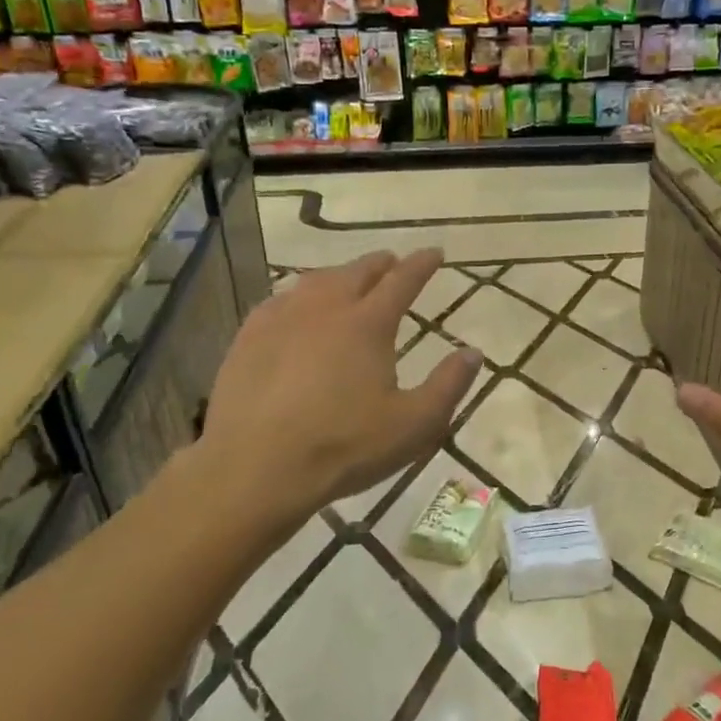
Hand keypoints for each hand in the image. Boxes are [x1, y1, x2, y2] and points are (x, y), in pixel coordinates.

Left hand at [179, 250, 480, 540]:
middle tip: (392, 261)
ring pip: (315, 282)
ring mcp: (281, 319)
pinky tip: (295, 307)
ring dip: (339, 275)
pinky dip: (298, 295)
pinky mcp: (248, 339)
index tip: (434, 253)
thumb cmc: (344, 447)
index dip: (422, 264)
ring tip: (348, 279)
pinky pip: (279, 301)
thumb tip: (473, 352)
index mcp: (368, 324)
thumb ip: (448, 386)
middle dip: (380, 264)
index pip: (402, 281)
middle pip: (356, 272)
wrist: (256, 467)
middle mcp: (325, 308)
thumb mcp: (414, 425)